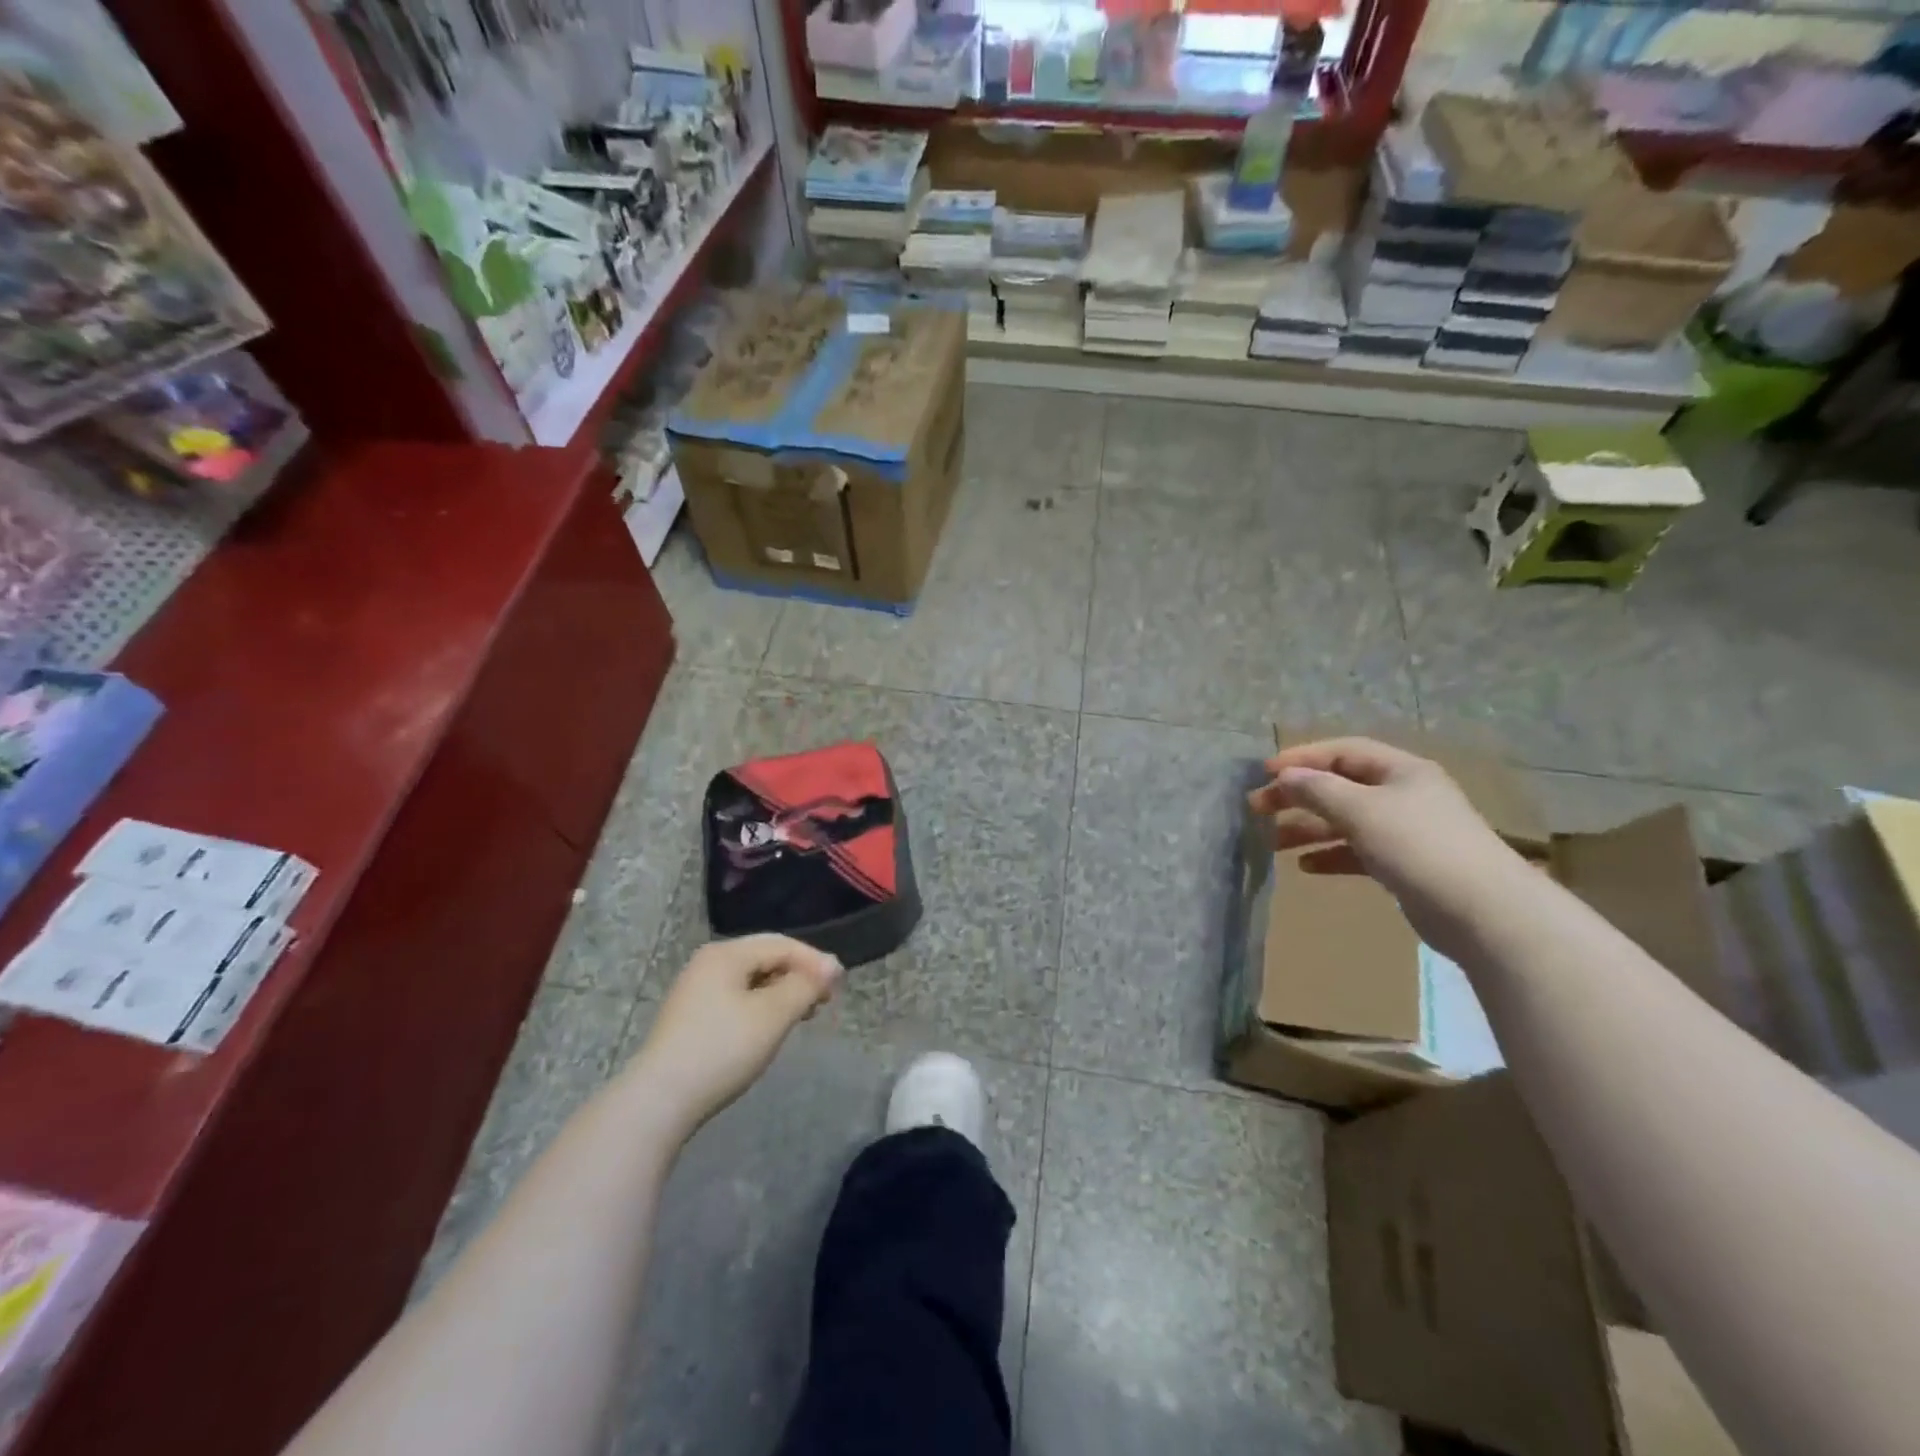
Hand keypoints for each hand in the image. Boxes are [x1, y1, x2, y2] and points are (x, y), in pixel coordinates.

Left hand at [630, 935, 841, 1133]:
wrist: (659, 1101)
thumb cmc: (722, 1049)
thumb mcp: (773, 1014)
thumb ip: (806, 985)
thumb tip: (832, 965)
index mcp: (726, 954)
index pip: (781, 944)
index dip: (814, 961)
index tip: (839, 986)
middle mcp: (708, 963)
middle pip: (765, 958)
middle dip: (798, 976)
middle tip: (823, 1002)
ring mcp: (695, 990)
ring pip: (751, 980)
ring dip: (781, 993)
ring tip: (802, 1015)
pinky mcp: (690, 1017)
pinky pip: (736, 998)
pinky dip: (760, 1007)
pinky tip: (769, 1028)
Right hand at [1246, 737, 1520, 942]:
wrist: (1484, 912)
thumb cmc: (1419, 847)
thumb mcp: (1361, 810)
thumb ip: (1318, 790)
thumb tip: (1285, 776)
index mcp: (1400, 770)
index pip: (1342, 751)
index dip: (1301, 757)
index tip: (1264, 773)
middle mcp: (1404, 794)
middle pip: (1340, 785)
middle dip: (1298, 795)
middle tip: (1258, 808)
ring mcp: (1406, 831)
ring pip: (1345, 820)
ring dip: (1308, 827)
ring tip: (1273, 842)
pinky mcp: (1406, 865)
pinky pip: (1358, 851)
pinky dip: (1331, 854)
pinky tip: (1306, 867)